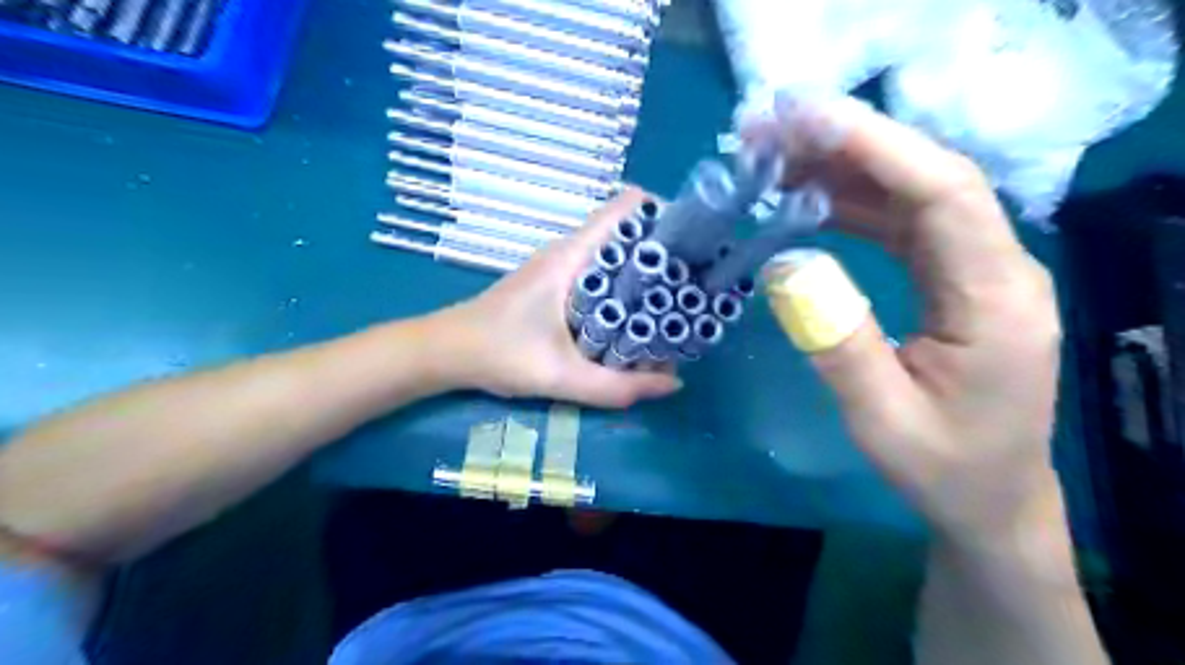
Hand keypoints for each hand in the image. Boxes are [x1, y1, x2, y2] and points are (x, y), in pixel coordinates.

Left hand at [435, 183, 681, 403]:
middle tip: (697, 280)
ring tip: (679, 299)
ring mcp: (561, 267)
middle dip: (665, 250)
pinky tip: (638, 317)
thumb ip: (616, 387)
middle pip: (628, 231)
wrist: (445, 352)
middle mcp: (570, 252)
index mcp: (571, 256)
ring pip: (615, 255)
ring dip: (646, 272)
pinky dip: (625, 287)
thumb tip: (673, 383)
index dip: (664, 214)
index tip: (694, 242)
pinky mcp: (555, 284)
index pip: (625, 207)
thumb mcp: (560, 376)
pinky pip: (601, 274)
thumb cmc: (498, 353)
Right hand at [754, 97, 1070, 545]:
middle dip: (849, 144)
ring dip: (845, 169)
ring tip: (777, 159)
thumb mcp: (881, 419)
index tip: (807, 123)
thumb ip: (838, 344)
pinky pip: (902, 224)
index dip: (878, 147)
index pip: (945, 193)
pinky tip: (809, 199)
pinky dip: (852, 204)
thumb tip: (785, 265)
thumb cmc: (942, 467)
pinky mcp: (951, 279)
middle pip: (928, 179)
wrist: (988, 498)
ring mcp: (974, 270)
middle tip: (771, 131)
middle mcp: (996, 268)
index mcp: (996, 300)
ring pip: (911, 195)